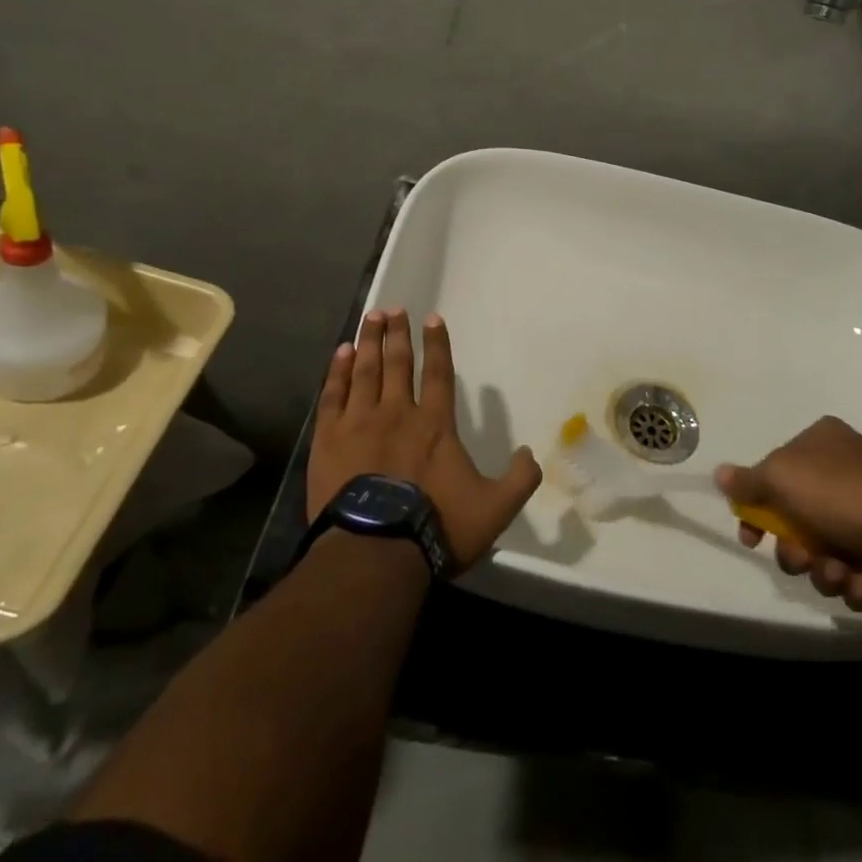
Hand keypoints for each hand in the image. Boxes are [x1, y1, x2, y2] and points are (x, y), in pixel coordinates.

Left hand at [307, 308, 541, 570]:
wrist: (375, 551)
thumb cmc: (436, 526)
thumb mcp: (495, 509)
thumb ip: (520, 479)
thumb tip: (531, 454)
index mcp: (436, 424)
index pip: (439, 373)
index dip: (437, 345)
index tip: (432, 319)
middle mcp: (398, 412)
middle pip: (398, 364)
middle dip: (398, 335)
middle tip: (394, 309)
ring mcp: (360, 423)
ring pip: (365, 371)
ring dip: (370, 342)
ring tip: (372, 318)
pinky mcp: (330, 440)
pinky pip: (333, 395)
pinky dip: (338, 372)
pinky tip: (341, 354)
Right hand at [715, 417, 861, 612]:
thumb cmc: (839, 495)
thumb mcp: (782, 477)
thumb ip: (748, 480)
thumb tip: (720, 475)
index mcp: (820, 441)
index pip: (774, 473)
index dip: (757, 508)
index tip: (751, 538)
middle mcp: (842, 470)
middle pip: (795, 518)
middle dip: (793, 549)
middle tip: (801, 558)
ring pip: (821, 549)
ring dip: (822, 570)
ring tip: (839, 573)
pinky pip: (853, 569)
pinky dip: (852, 582)